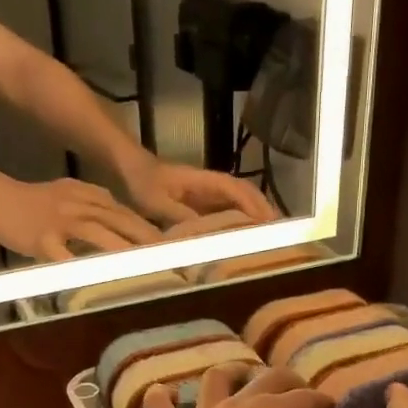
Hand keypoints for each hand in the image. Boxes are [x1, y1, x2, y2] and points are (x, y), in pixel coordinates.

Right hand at [0, 178, 161, 260]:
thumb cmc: (34, 202)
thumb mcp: (70, 196)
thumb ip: (97, 209)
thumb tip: (124, 225)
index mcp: (90, 196)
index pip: (127, 212)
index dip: (149, 229)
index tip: (172, 245)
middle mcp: (80, 205)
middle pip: (119, 220)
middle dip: (147, 239)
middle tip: (171, 256)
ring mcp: (61, 220)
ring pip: (97, 233)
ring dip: (122, 249)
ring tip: (143, 265)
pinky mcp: (42, 238)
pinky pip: (63, 255)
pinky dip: (79, 267)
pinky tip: (95, 280)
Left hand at [123, 157, 278, 225]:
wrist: (126, 168)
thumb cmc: (140, 181)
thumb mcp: (156, 201)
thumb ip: (180, 216)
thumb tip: (205, 234)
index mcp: (205, 182)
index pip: (238, 192)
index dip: (254, 208)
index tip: (269, 225)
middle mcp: (211, 186)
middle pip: (246, 196)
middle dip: (264, 212)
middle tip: (281, 234)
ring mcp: (207, 195)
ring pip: (239, 204)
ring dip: (254, 218)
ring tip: (270, 239)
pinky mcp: (200, 204)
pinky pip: (225, 213)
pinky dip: (238, 224)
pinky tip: (243, 240)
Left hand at [142, 366, 359, 407]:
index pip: (311, 399)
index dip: (327, 405)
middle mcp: (241, 404)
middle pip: (269, 379)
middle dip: (289, 380)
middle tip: (298, 388)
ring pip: (217, 380)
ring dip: (230, 373)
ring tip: (238, 375)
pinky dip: (164, 396)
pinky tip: (166, 392)